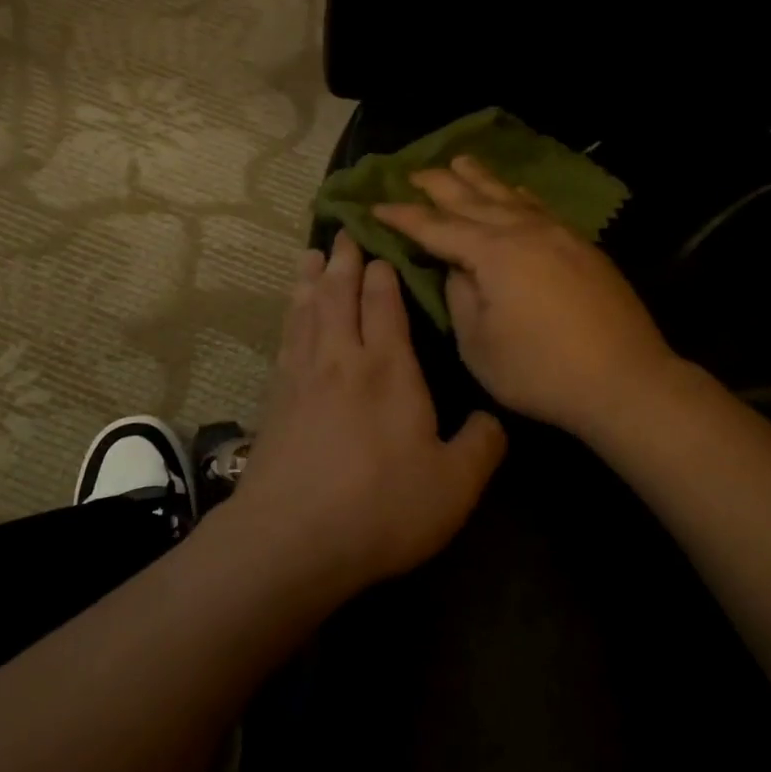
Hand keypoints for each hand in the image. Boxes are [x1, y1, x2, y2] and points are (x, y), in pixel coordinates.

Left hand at [228, 230, 507, 590]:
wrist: (292, 539)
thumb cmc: (380, 507)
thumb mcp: (454, 485)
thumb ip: (482, 446)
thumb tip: (494, 420)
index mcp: (388, 367)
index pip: (383, 302)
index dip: (382, 273)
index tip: (382, 248)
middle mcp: (342, 358)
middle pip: (339, 294)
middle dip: (344, 260)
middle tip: (343, 232)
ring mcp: (302, 376)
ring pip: (307, 310)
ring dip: (310, 279)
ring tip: (311, 255)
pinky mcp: (275, 399)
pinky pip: (286, 339)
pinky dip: (290, 315)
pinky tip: (291, 315)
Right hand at [372, 156, 677, 440]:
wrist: (625, 380)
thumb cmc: (541, 371)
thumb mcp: (479, 345)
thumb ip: (460, 298)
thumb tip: (457, 268)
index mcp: (493, 253)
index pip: (436, 227)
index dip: (403, 217)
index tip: (374, 206)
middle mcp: (524, 231)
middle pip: (472, 199)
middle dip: (439, 185)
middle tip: (412, 173)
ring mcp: (558, 235)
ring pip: (509, 196)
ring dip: (479, 178)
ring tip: (459, 161)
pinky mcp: (581, 247)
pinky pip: (538, 207)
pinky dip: (517, 195)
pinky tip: (513, 191)